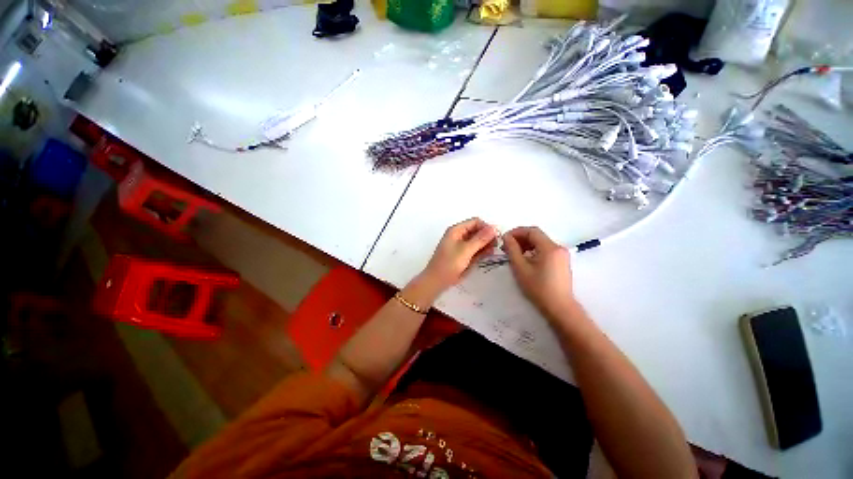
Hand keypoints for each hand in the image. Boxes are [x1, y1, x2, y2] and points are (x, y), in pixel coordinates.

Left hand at [421, 218, 497, 291]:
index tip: (496, 237)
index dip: (487, 227)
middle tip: (497, 245)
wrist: (437, 281)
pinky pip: (475, 249)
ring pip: (477, 240)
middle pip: (477, 230)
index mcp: (457, 230)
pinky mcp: (463, 255)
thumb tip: (494, 228)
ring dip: (486, 244)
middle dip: (487, 236)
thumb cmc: (449, 263)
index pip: (476, 222)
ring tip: (494, 250)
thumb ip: (480, 239)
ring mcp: (461, 245)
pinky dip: (482, 250)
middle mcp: (459, 235)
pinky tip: (489, 254)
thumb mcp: (466, 250)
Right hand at [502, 226, 577, 319]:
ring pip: (541, 243)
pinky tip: (525, 260)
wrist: (559, 308)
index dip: (516, 232)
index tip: (504, 239)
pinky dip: (534, 251)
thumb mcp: (520, 268)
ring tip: (514, 254)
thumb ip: (512, 250)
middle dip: (520, 239)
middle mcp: (558, 247)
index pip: (532, 231)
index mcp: (550, 247)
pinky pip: (546, 250)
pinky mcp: (562, 262)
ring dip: (526, 245)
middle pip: (537, 236)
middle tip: (507, 247)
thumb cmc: (538, 288)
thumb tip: (506, 237)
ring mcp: (562, 255)